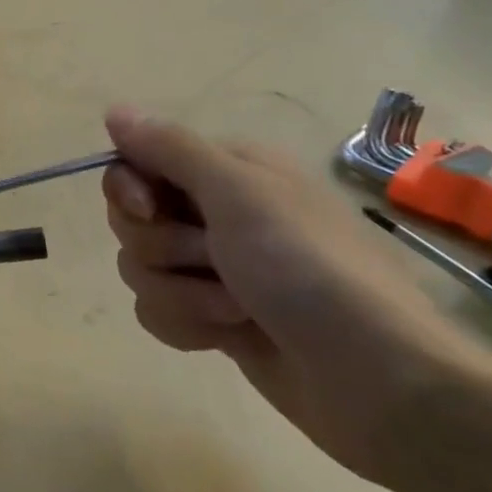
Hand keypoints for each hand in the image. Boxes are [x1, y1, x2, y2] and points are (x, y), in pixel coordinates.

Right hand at [102, 107, 480, 479]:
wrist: (377, 381)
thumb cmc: (308, 269)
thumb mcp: (239, 193)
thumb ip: (170, 149)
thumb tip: (115, 110)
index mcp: (227, 171)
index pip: (137, 162)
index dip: (129, 187)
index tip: (147, 209)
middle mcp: (216, 213)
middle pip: (131, 218)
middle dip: (161, 248)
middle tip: (211, 260)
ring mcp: (214, 268)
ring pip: (140, 268)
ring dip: (180, 293)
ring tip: (235, 310)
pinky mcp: (213, 317)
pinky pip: (157, 310)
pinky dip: (187, 325)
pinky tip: (230, 337)